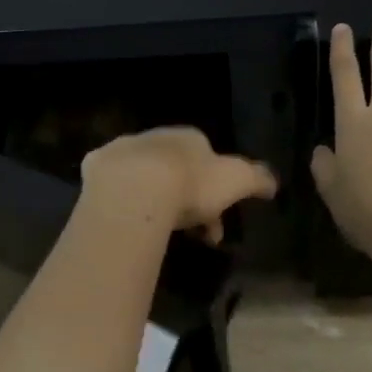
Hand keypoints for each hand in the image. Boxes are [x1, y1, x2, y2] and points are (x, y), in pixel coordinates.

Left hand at [80, 127, 277, 242]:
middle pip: (177, 169)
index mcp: (191, 137)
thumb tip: (274, 182)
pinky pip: (114, 184)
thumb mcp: (238, 180)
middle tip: (194, 234)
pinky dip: (123, 199)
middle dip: (189, 200)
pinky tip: (129, 219)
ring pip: (145, 176)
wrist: (136, 189)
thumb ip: (258, 178)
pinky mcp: (96, 167)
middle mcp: (157, 137)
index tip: (219, 222)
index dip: (218, 192)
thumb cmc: (192, 183)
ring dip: (157, 200)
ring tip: (161, 232)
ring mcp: (124, 150)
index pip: (209, 161)